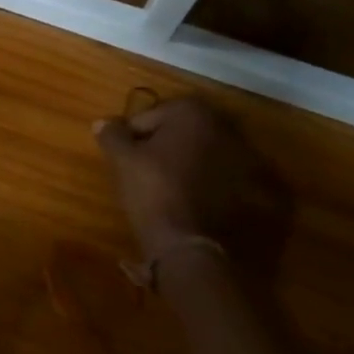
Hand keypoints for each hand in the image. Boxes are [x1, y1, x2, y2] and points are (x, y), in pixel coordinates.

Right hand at [93, 97, 291, 277]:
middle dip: (160, 146)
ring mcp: (243, 154)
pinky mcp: (252, 183)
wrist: (190, 241)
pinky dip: (202, 181)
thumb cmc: (153, 189)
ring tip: (163, 188)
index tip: (122, 159)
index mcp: (191, 111)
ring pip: (199, 152)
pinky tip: (186, 199)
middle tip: (140, 171)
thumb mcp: (123, 160)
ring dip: (182, 163)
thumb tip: (102, 123)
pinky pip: (216, 174)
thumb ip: (112, 135)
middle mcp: (223, 124)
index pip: (148, 117)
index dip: (130, 137)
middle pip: (178, 131)